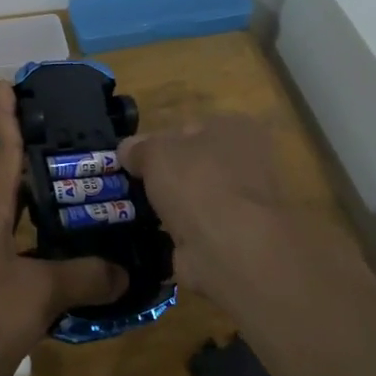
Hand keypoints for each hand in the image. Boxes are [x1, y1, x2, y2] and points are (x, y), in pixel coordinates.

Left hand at [0, 82, 126, 375]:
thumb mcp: (38, 291)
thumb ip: (84, 277)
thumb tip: (125, 272)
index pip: (3, 153)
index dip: (7, 117)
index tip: (9, 84)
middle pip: (18, 183)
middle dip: (44, 161)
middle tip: (85, 144)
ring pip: (30, 224)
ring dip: (56, 212)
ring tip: (98, 198)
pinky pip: (36, 262)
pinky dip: (59, 257)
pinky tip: (90, 262)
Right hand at [117, 115, 285, 296]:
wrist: (228, 247)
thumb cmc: (196, 182)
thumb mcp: (155, 152)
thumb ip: (138, 147)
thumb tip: (127, 150)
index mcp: (235, 129)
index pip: (188, 129)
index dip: (158, 142)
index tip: (133, 160)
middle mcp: (248, 161)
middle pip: (193, 164)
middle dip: (165, 177)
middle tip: (131, 187)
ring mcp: (244, 202)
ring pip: (195, 197)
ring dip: (171, 206)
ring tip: (136, 213)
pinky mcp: (237, 238)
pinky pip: (198, 228)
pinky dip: (179, 233)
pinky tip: (155, 236)